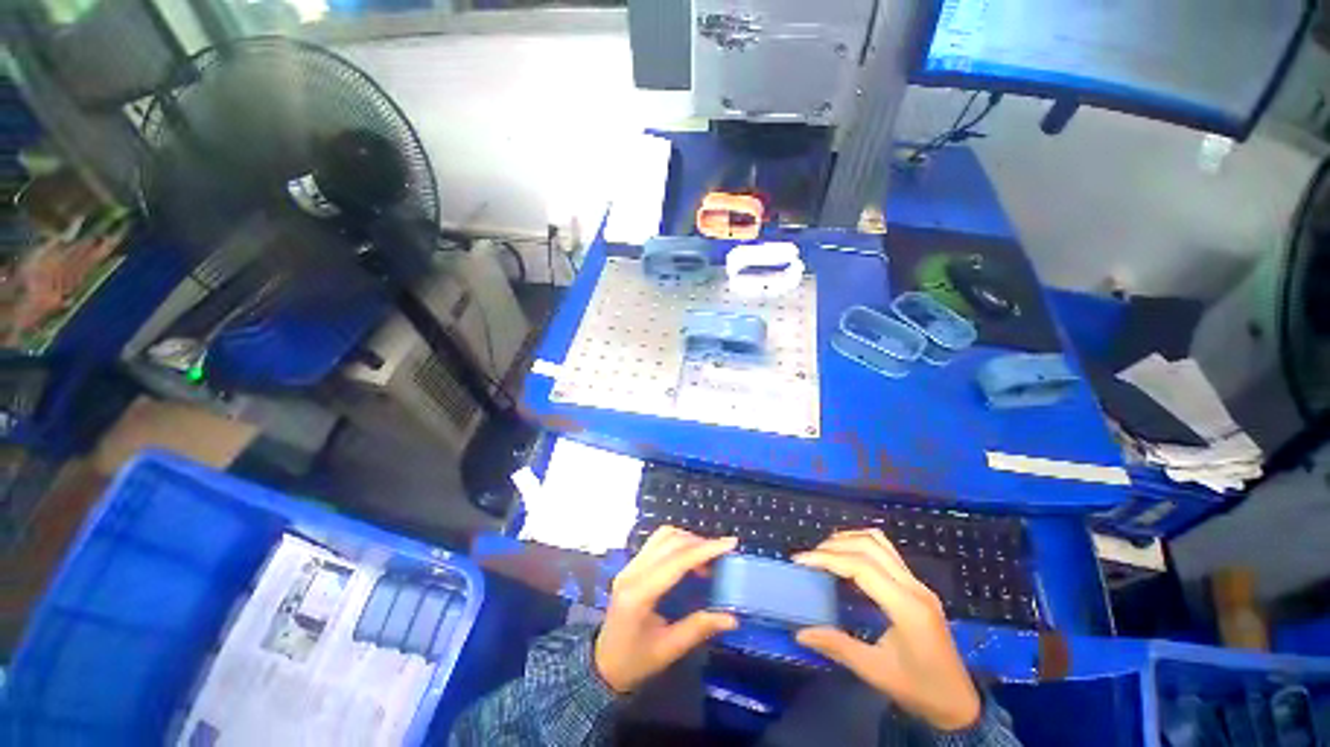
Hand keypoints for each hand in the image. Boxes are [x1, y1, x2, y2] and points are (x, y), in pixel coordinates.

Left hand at [594, 527, 737, 692]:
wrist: (602, 664)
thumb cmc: (634, 661)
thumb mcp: (668, 650)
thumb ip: (699, 629)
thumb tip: (732, 618)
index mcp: (639, 594)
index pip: (676, 561)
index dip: (704, 549)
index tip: (730, 543)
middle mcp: (632, 572)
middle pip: (669, 542)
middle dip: (699, 543)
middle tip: (722, 554)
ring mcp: (629, 565)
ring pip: (662, 536)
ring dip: (687, 540)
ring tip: (706, 557)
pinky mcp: (631, 565)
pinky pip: (656, 542)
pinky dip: (677, 543)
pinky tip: (688, 558)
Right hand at [794, 529, 981, 731]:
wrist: (960, 703)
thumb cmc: (920, 690)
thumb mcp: (876, 672)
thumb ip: (838, 647)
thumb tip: (801, 632)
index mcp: (907, 607)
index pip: (861, 566)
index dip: (827, 558)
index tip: (800, 560)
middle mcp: (914, 587)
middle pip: (870, 546)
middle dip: (834, 545)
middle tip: (809, 557)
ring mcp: (918, 584)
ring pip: (880, 542)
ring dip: (849, 540)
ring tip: (824, 552)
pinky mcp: (917, 586)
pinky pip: (886, 552)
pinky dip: (862, 546)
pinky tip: (847, 558)